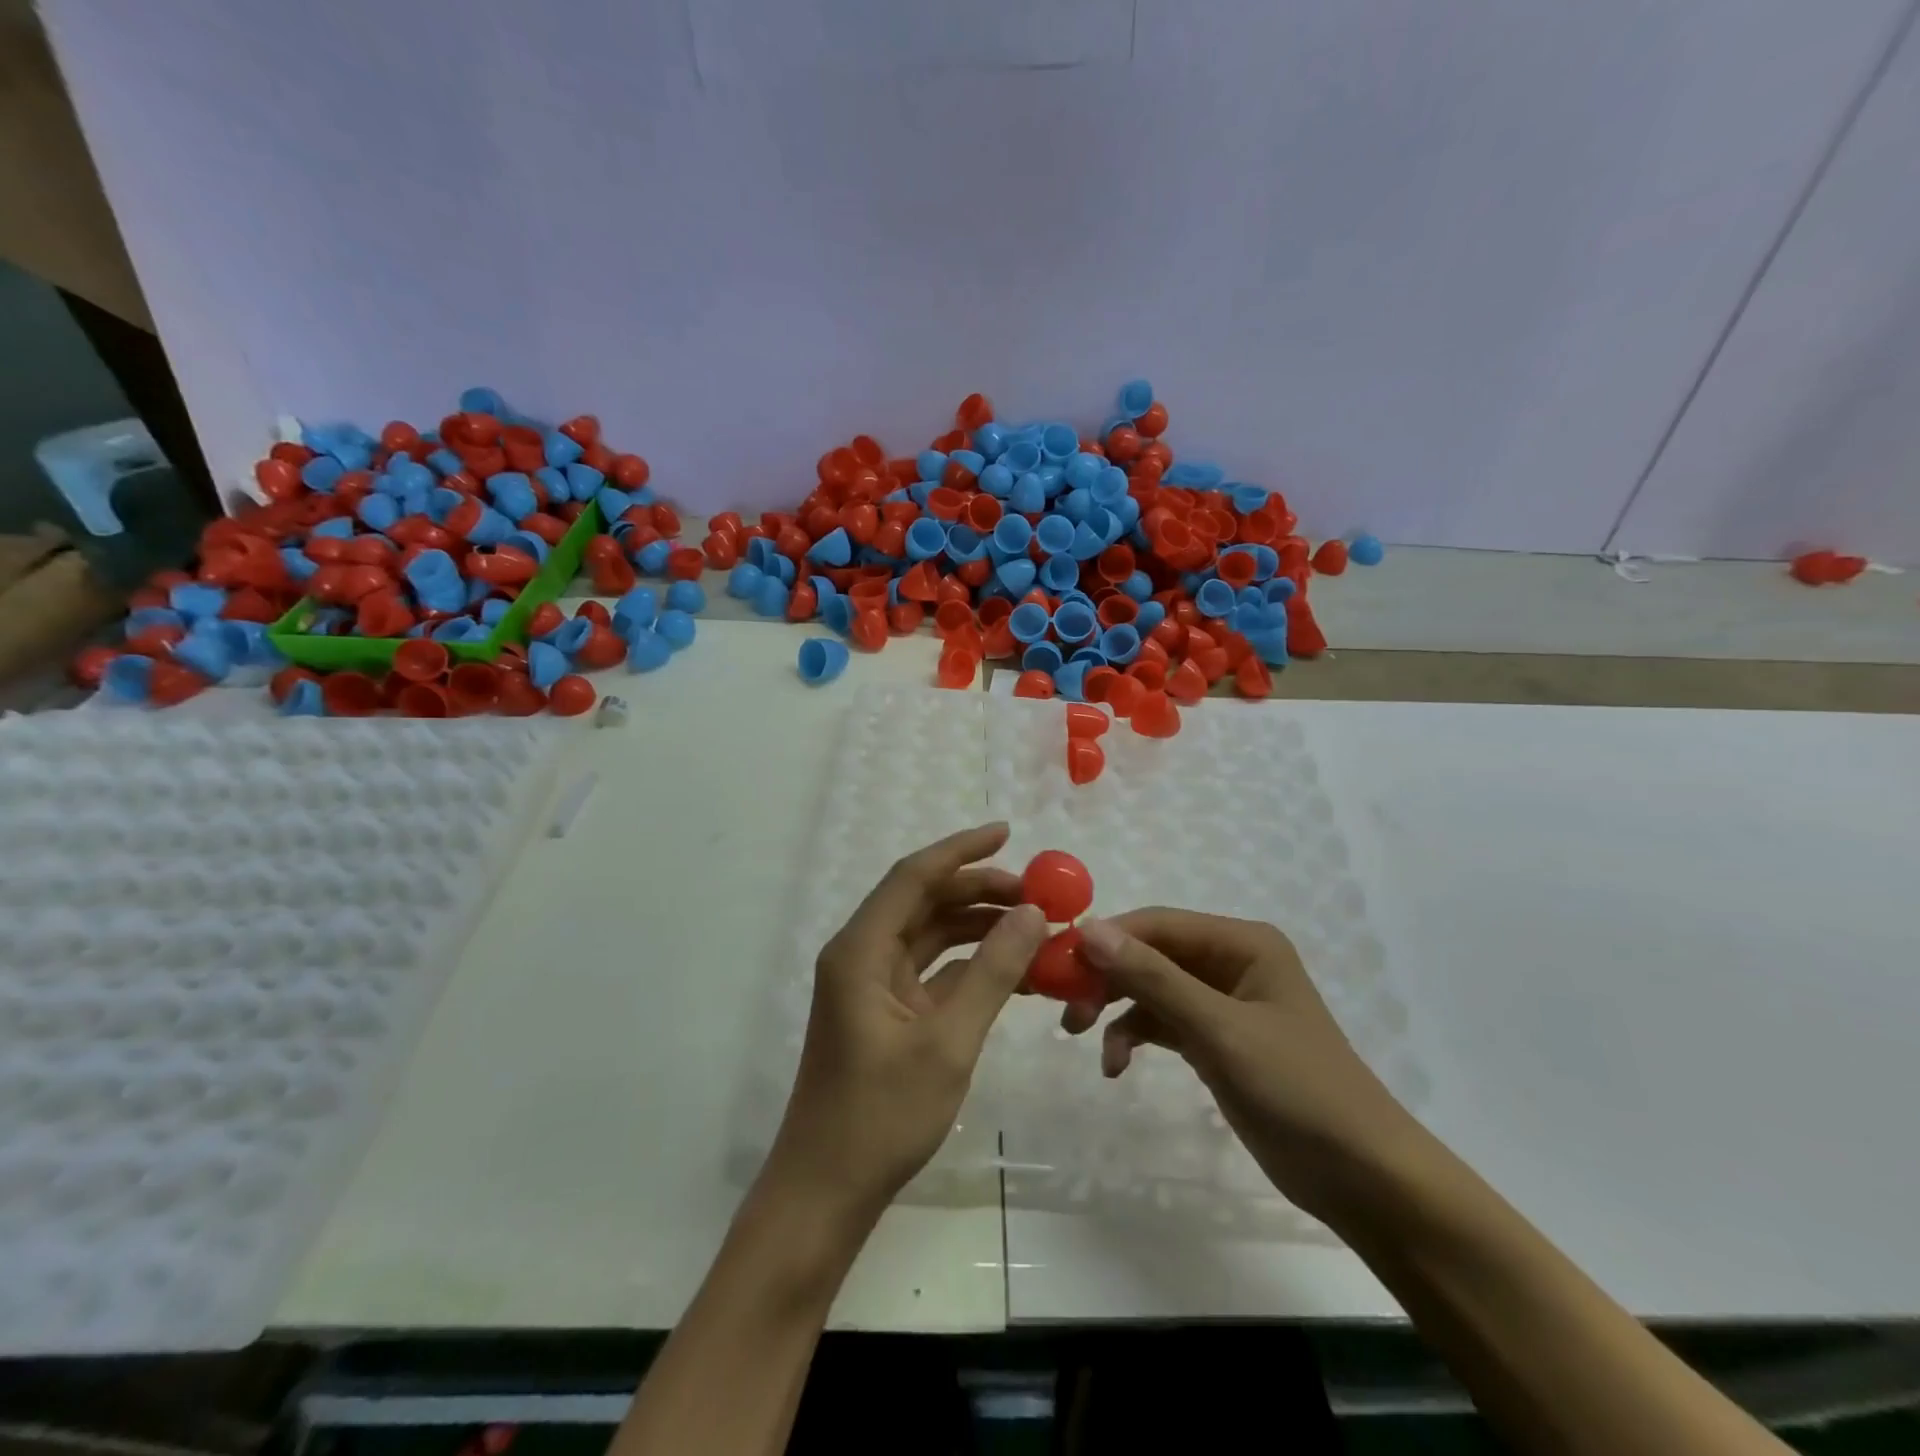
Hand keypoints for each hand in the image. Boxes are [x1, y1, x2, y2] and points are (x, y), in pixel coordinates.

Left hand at [765, 823, 1047, 1221]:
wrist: (826, 1192)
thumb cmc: (881, 1117)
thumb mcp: (948, 1041)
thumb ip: (992, 973)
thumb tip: (1032, 913)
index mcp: (860, 950)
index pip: (913, 876)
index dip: (961, 850)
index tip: (1008, 832)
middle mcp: (861, 956)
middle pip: (922, 902)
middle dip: (977, 889)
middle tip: (1035, 892)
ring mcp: (871, 986)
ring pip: (929, 935)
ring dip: (976, 926)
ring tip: (1032, 924)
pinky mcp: (884, 1013)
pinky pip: (931, 971)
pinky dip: (968, 964)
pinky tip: (1011, 968)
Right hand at [1069, 910, 1420, 1222]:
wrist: (1362, 1178)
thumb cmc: (1297, 1090)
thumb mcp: (1219, 1030)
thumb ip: (1153, 978)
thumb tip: (1088, 930)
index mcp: (1242, 942)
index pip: (1158, 924)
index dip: (1107, 939)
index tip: (1059, 966)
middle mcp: (1230, 961)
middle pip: (1150, 954)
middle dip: (1107, 977)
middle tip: (1068, 1010)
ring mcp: (1223, 1001)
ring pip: (1151, 987)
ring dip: (1116, 1008)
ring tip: (1084, 1037)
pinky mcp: (1216, 1039)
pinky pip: (1162, 1022)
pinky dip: (1136, 1036)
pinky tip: (1116, 1064)